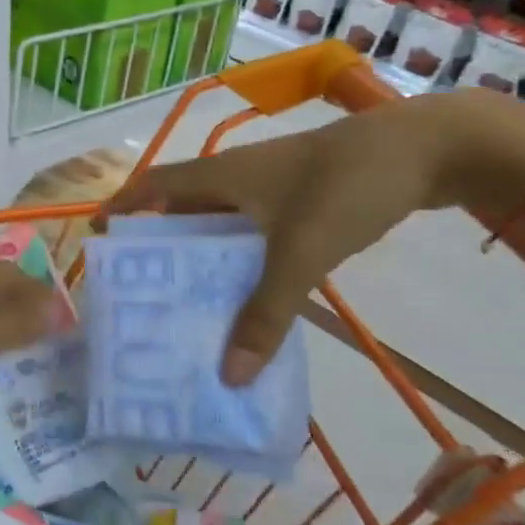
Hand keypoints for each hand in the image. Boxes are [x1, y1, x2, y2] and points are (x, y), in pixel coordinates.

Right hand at [101, 93, 486, 386]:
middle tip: (142, 291)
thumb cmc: (345, 188)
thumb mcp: (301, 254)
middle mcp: (237, 177)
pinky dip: (241, 259)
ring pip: (220, 224)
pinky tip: (249, 291)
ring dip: (203, 257)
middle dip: (159, 246)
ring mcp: (271, 185)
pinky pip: (254, 231)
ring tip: (188, 302)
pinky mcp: (301, 196)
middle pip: (182, 209)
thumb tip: (227, 375)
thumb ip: (266, 315)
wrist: (426, 150)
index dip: (123, 206)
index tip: (99, 238)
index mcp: (221, 176)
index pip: (154, 186)